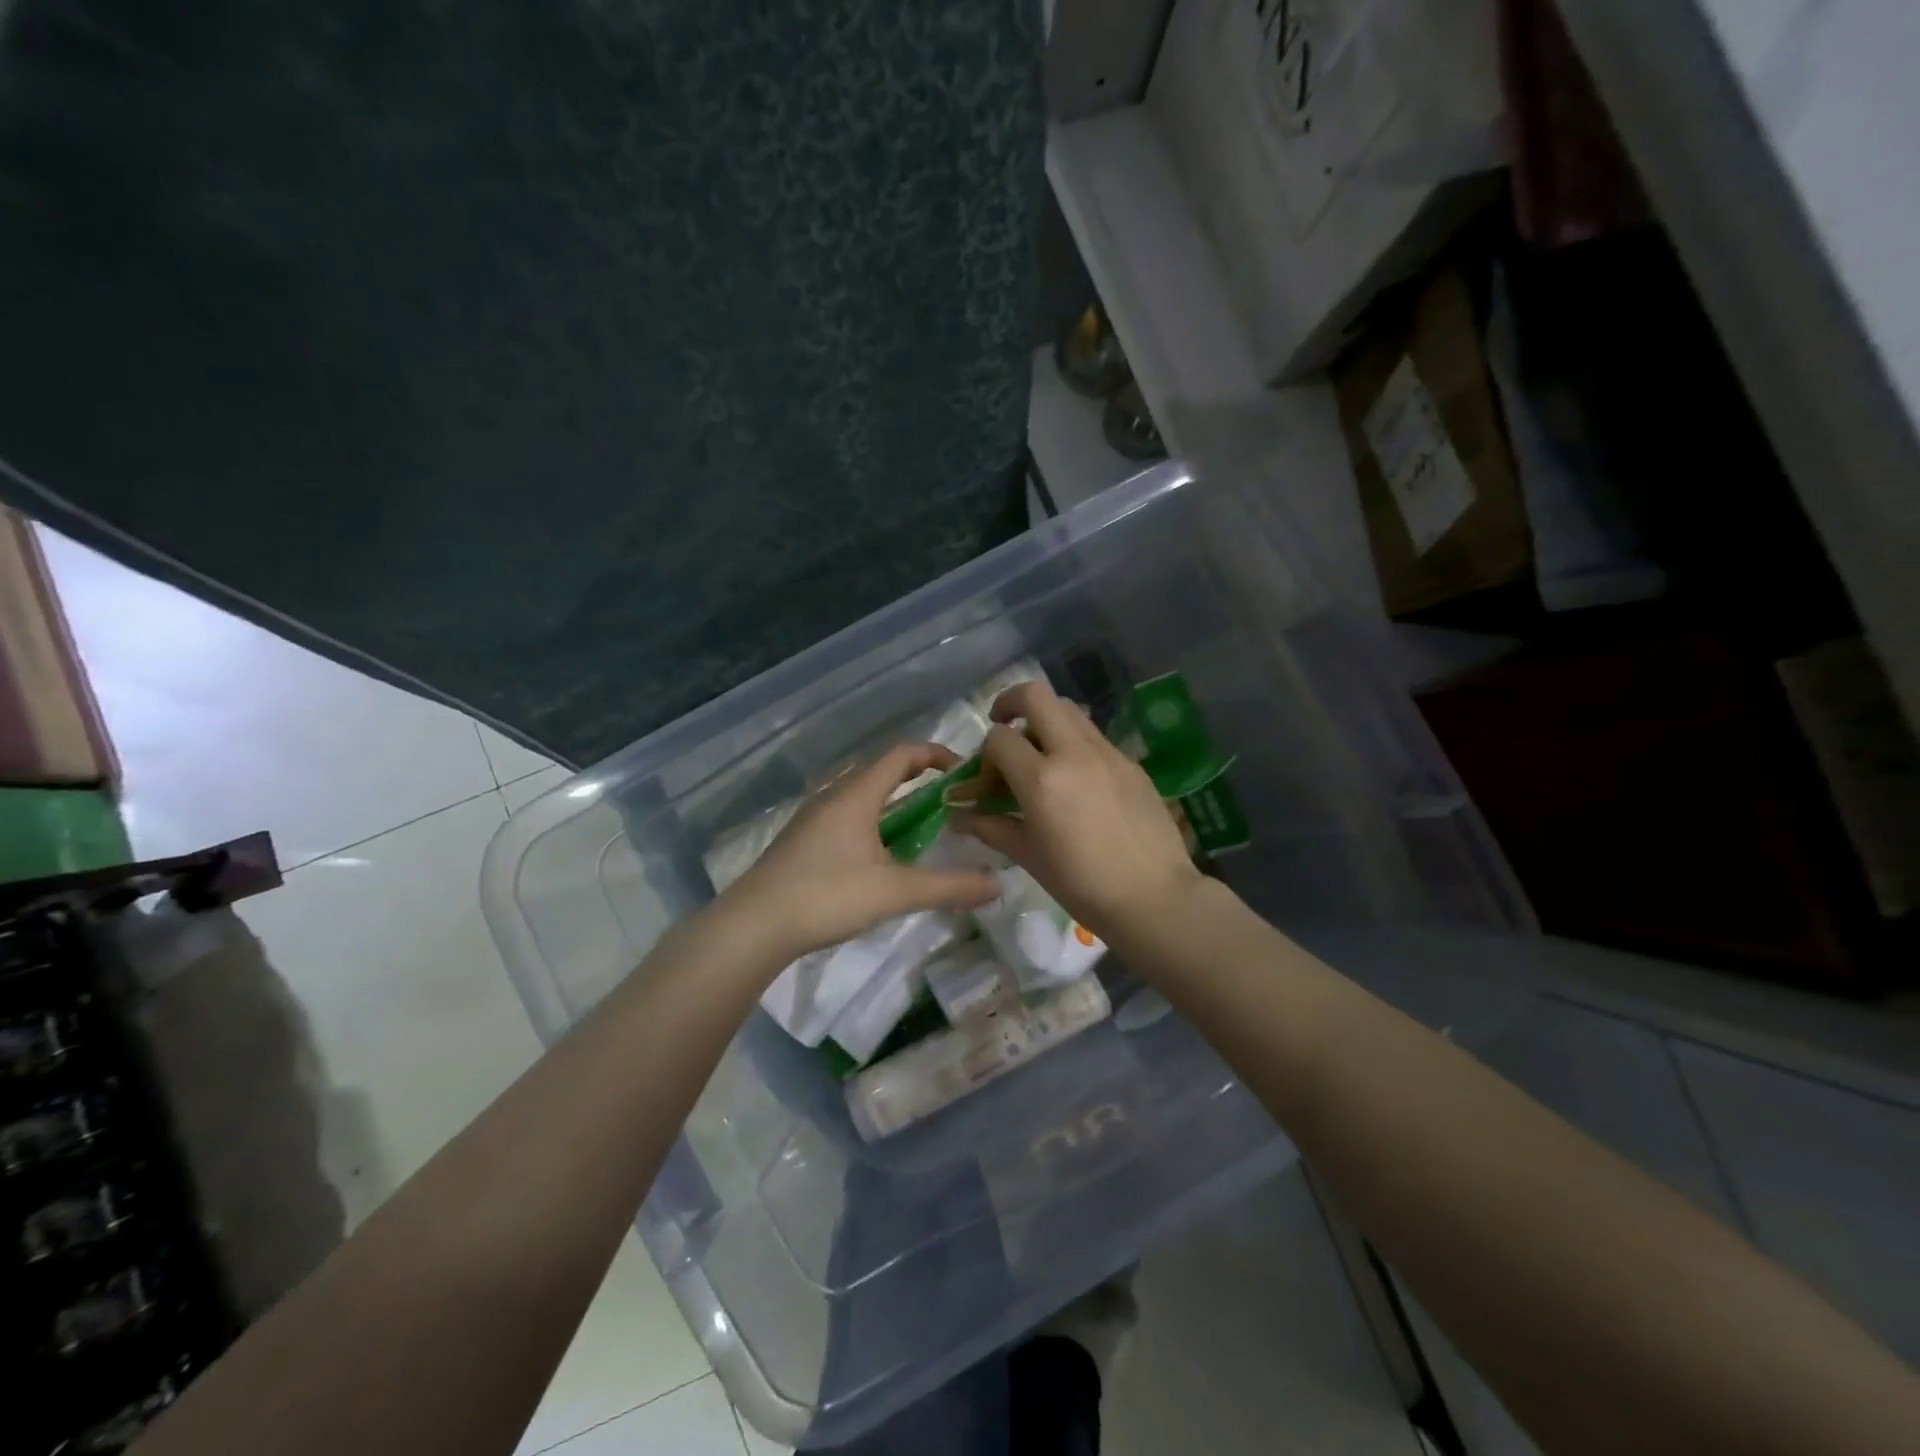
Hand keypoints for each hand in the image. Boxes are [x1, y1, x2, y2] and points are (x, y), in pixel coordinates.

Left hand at [718, 743, 998, 964]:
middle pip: (882, 772)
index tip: (963, 772)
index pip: (902, 754)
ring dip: (894, 805)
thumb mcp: (896, 892)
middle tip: (950, 803)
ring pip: (862, 797)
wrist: (754, 925)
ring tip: (922, 831)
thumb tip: (999, 882)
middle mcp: (833, 796)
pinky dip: (873, 824)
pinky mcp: (802, 841)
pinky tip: (880, 858)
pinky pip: (846, 817)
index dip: (936, 755)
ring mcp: (813, 818)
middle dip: (918, 781)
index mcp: (856, 794)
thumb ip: (950, 886)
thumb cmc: (827, 895)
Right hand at [953, 679, 1201, 940]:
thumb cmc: (1082, 884)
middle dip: (1011, 703)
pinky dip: (1075, 744)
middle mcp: (1073, 752)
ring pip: (1069, 710)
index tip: (989, 782)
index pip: (999, 738)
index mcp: (1042, 779)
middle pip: (1035, 695)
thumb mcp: (1028, 856)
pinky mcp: (1131, 762)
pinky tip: (1077, 781)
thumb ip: (990, 826)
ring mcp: (1107, 753)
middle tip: (1005, 727)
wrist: (1154, 897)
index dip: (985, 756)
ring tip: (1041, 755)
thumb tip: (958, 815)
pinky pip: (1094, 736)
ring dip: (1046, 721)